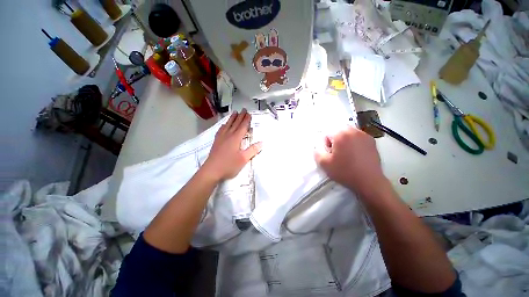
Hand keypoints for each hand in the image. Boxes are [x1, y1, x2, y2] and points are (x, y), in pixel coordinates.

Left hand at [202, 109, 261, 181]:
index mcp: (235, 138)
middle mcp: (228, 135)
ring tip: (235, 112)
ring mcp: (221, 138)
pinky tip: (224, 125)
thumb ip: (252, 150)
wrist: (211, 170)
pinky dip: (224, 125)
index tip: (249, 114)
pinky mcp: (216, 141)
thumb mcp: (243, 159)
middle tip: (243, 109)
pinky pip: (221, 130)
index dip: (246, 120)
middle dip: (240, 116)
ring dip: (232, 118)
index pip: (242, 127)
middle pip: (235, 123)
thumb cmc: (229, 165)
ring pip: (228, 125)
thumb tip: (261, 142)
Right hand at [315, 127, 387, 197]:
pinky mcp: (372, 141)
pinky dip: (354, 142)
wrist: (369, 182)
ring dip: (344, 140)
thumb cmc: (345, 171)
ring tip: (347, 154)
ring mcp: (364, 135)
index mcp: (341, 134)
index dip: (326, 144)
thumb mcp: (324, 164)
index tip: (331, 154)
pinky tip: (356, 154)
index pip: (327, 133)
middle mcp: (353, 131)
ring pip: (348, 133)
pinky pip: (358, 137)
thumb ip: (317, 152)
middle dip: (335, 140)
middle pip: (338, 131)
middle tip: (338, 153)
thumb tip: (317, 147)